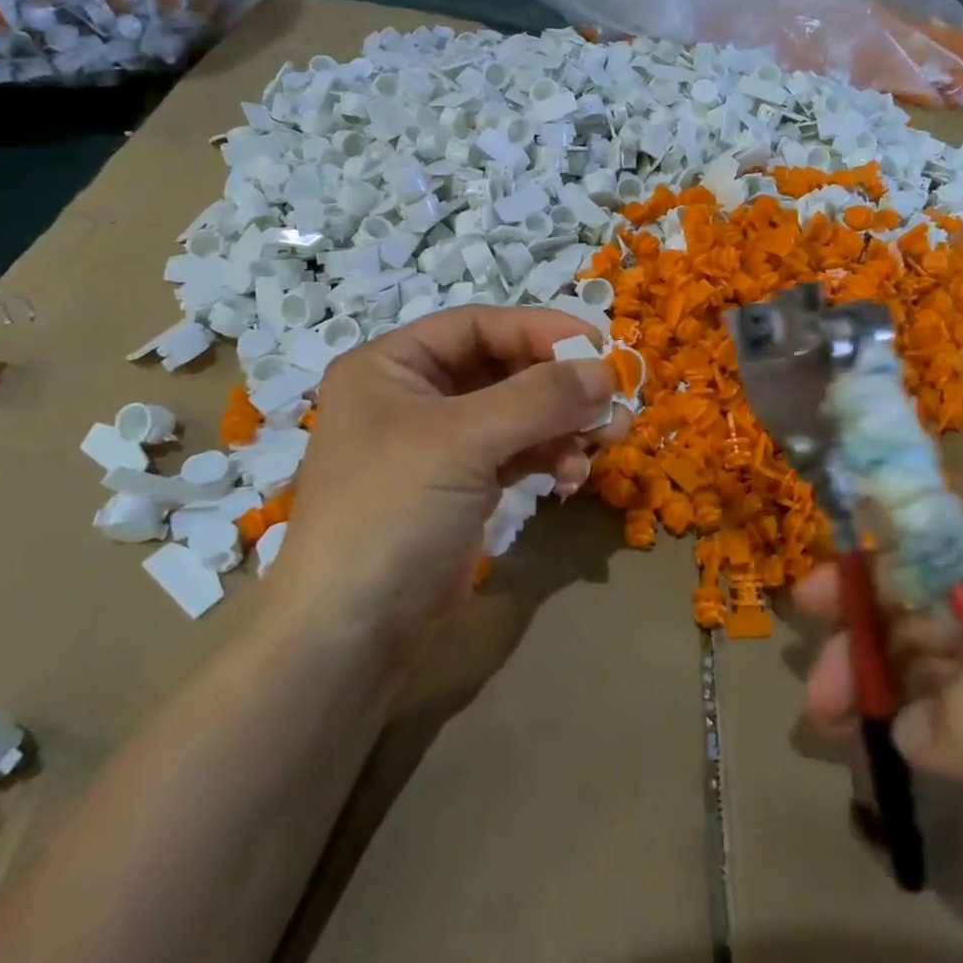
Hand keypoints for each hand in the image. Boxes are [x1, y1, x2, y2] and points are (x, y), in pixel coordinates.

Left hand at [263, 306, 628, 656]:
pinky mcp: (462, 486)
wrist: (349, 637)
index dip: (540, 330)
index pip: (478, 326)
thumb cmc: (392, 513)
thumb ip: (539, 398)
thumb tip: (606, 371)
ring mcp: (439, 444)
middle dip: (559, 384)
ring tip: (607, 441)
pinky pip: (517, 452)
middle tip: (612, 399)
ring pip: (518, 412)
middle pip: (503, 368)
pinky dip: (550, 456)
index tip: (598, 346)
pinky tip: (573, 477)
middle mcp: (414, 395)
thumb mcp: (464, 442)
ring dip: (563, 423)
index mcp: (392, 365)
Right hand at [795, 569, 962, 962]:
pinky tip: (916, 764)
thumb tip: (905, 720)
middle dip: (862, 647)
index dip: (862, 575)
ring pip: (942, 675)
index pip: (926, 569)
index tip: (802, 602)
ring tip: (852, 740)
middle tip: (818, 707)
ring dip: (887, 692)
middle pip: (923, 621)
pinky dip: (925, 734)